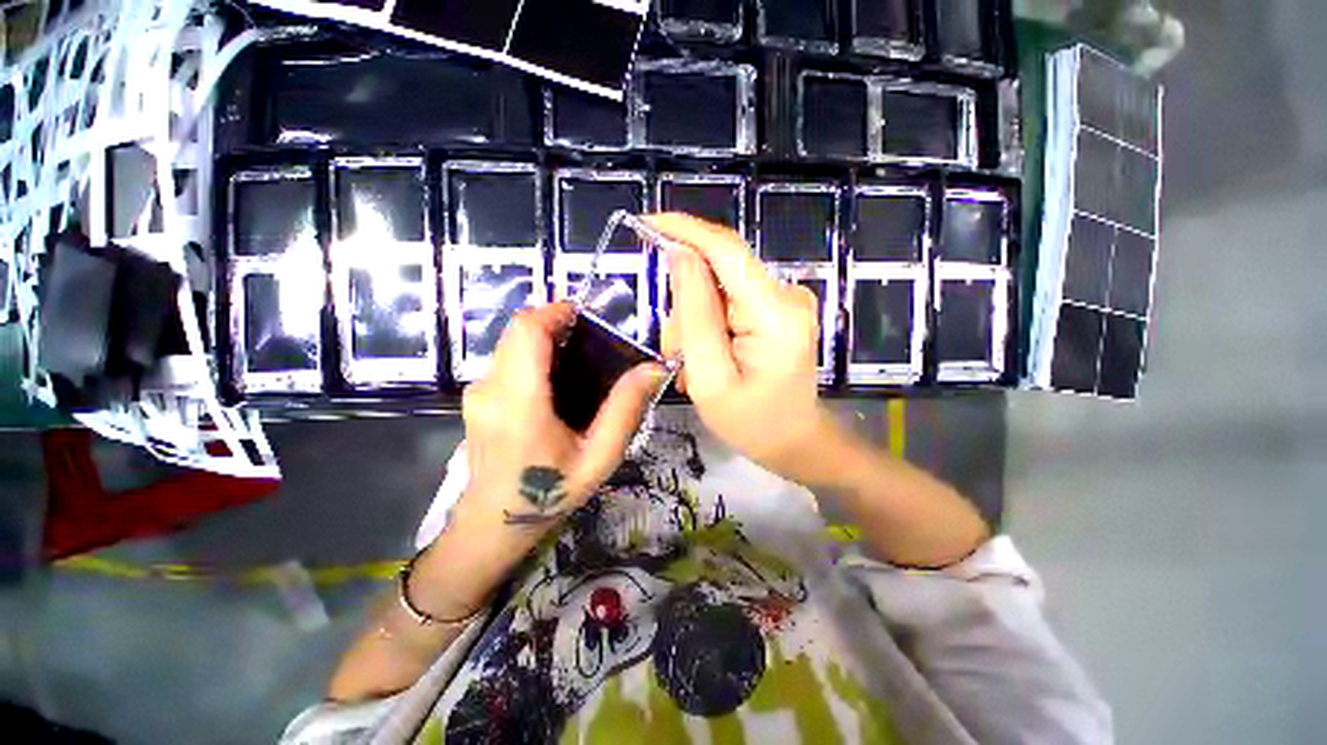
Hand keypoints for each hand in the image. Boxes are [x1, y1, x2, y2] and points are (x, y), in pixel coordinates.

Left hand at [459, 301, 668, 536]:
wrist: (492, 525)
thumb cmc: (549, 495)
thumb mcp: (598, 457)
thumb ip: (625, 410)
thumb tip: (653, 368)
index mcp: (519, 401)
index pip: (527, 331)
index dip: (555, 311)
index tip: (586, 315)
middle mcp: (490, 388)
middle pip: (517, 331)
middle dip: (554, 323)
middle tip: (591, 339)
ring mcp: (477, 392)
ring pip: (511, 345)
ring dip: (544, 340)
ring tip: (578, 359)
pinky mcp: (476, 398)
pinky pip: (506, 361)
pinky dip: (532, 357)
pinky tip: (556, 382)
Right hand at [648, 213, 836, 485]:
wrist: (794, 441)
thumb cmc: (752, 423)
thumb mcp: (710, 379)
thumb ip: (695, 316)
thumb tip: (680, 256)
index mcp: (775, 314)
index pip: (726, 251)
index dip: (685, 230)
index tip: (646, 223)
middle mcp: (787, 296)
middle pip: (718, 273)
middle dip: (685, 306)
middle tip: (674, 352)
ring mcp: (785, 300)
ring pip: (719, 288)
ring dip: (695, 320)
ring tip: (693, 364)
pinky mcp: (777, 308)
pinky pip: (729, 300)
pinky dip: (708, 323)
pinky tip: (708, 355)